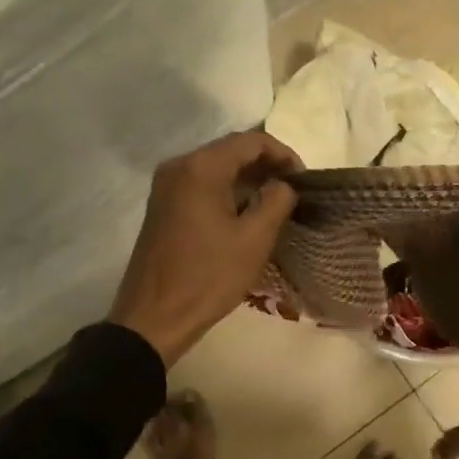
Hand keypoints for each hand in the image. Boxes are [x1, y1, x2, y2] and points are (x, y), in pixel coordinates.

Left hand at [109, 131, 302, 366]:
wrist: (154, 318)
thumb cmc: (208, 277)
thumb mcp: (254, 239)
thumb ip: (277, 201)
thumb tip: (284, 184)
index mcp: (201, 167)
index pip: (251, 141)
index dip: (283, 154)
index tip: (304, 179)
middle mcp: (179, 166)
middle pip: (231, 150)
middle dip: (266, 165)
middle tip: (294, 190)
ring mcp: (166, 185)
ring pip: (216, 167)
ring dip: (248, 178)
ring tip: (276, 202)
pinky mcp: (163, 205)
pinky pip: (202, 184)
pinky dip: (228, 190)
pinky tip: (246, 213)